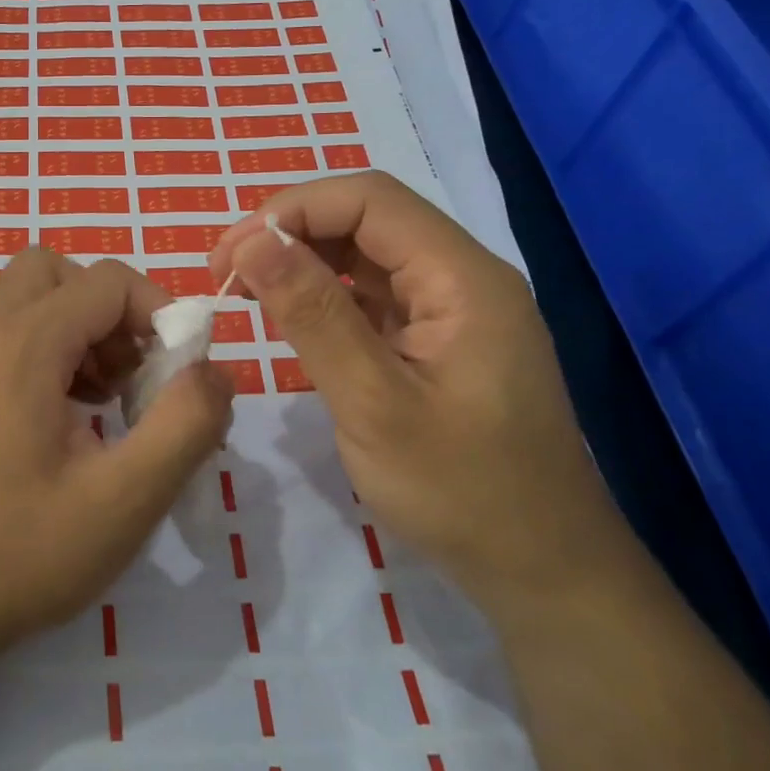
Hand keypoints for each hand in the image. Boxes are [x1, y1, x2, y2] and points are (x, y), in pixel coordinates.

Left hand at [0, 249, 234, 678]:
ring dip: (82, 333)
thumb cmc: (17, 553)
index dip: (159, 314)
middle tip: (134, 374)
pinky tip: (71, 425)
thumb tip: (217, 372)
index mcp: (23, 343)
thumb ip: (185, 425)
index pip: (107, 282)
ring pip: (32, 302)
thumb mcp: (124, 499)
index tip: (181, 373)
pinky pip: (11, 339)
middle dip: (110, 310)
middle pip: (57, 274)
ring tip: (108, 403)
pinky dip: (52, 356)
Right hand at [209, 171, 626, 619]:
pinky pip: (374, 294)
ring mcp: (451, 308)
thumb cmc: (461, 491)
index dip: (291, 211)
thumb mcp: (374, 404)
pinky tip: (289, 317)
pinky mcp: (437, 339)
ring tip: (245, 290)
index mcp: (462, 277)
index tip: (230, 256)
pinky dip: (324, 296)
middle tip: (226, 274)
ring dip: (302, 261)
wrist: (543, 570)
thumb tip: (252, 241)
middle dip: (290, 232)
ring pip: (366, 254)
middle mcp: (461, 277)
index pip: (369, 200)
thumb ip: (313, 315)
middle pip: (367, 219)